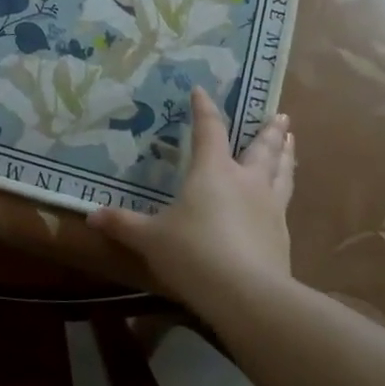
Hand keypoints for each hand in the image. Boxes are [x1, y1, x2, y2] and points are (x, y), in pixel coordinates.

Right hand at [88, 85, 294, 307]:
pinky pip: (286, 201)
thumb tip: (92, 216)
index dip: (204, 109)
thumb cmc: (193, 254)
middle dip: (268, 129)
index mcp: (213, 171)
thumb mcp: (150, 239)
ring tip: (292, 140)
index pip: (210, 130)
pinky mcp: (282, 234)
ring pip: (282, 170)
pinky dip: (286, 188)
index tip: (201, 90)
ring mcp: (270, 206)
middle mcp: (246, 180)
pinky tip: (285, 196)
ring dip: (287, 153)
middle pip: (262, 147)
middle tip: (279, 115)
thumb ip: (123, 225)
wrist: (247, 295)